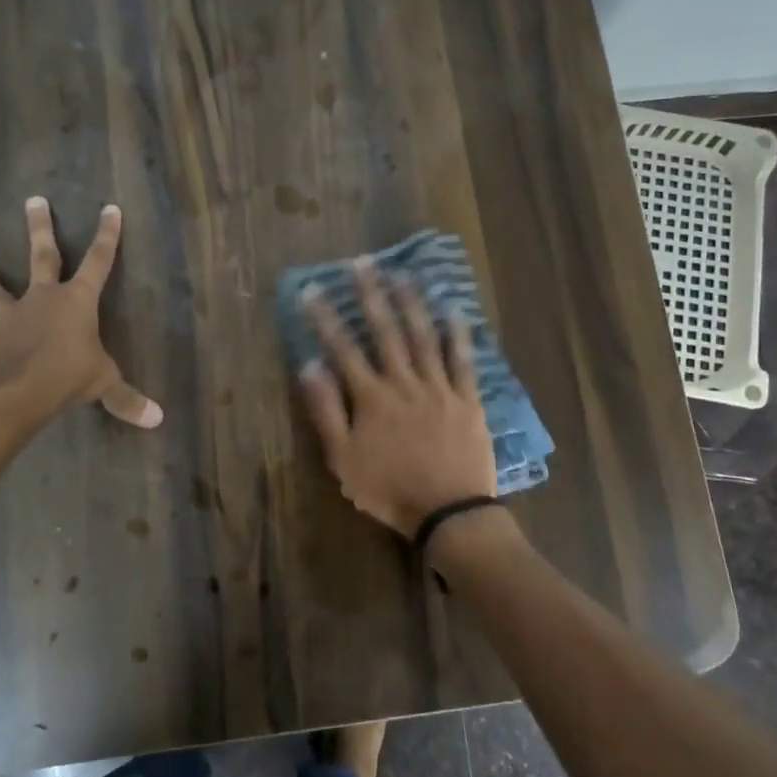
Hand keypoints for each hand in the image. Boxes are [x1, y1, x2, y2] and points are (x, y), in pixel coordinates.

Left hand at [0, 198, 162, 428]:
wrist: (14, 393)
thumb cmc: (68, 376)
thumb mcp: (104, 384)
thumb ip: (127, 399)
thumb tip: (157, 419)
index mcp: (77, 302)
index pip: (99, 262)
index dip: (107, 236)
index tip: (110, 208)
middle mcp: (42, 301)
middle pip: (43, 257)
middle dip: (41, 229)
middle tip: (34, 200)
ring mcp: (10, 321)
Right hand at [297, 260, 496, 536]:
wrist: (449, 513)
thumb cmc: (389, 490)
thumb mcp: (343, 459)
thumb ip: (326, 411)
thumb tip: (309, 367)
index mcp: (372, 398)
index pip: (343, 349)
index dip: (325, 319)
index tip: (312, 290)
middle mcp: (404, 383)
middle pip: (386, 332)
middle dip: (371, 295)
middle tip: (362, 263)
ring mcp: (439, 388)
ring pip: (424, 337)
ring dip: (412, 303)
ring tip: (402, 273)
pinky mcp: (467, 399)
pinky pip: (463, 361)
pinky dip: (458, 334)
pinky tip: (453, 310)